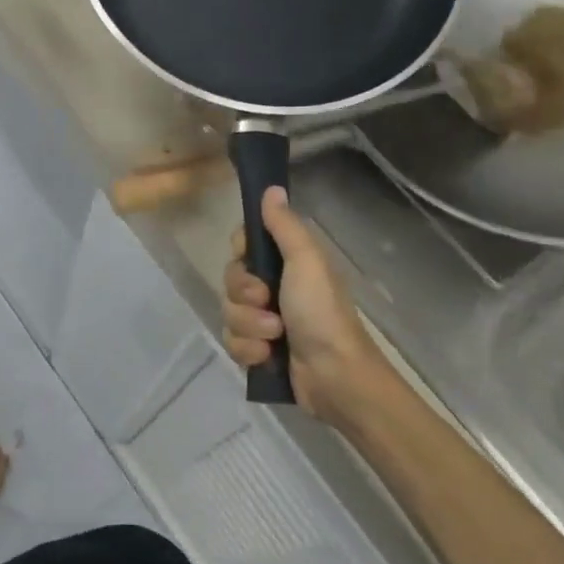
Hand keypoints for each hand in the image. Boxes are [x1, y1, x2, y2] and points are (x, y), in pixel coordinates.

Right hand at [222, 186, 392, 422]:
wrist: (335, 375)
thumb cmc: (322, 312)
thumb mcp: (306, 262)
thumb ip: (284, 226)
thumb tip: (272, 188)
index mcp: (286, 264)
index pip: (243, 246)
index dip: (241, 253)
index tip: (250, 259)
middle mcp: (273, 289)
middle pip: (230, 280)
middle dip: (244, 295)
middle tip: (268, 303)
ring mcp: (263, 321)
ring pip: (228, 312)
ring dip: (248, 326)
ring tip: (274, 337)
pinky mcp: (257, 350)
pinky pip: (232, 341)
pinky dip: (248, 350)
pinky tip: (267, 357)